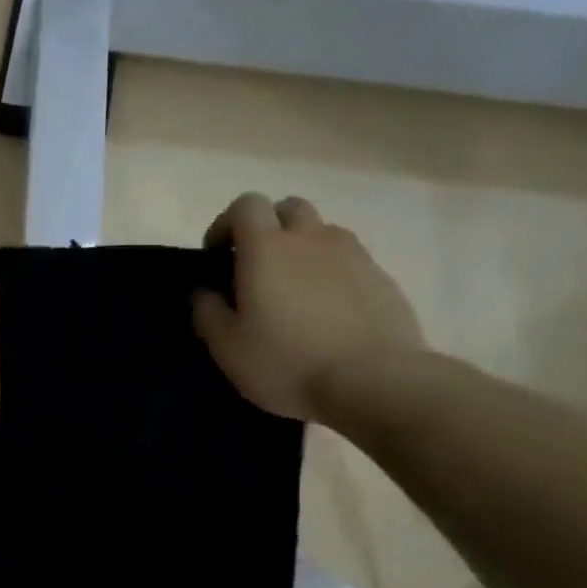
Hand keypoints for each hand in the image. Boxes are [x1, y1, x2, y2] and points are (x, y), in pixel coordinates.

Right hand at [193, 193, 423, 422]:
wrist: (374, 382)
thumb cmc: (287, 363)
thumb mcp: (228, 348)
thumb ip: (207, 312)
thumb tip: (204, 291)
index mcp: (267, 248)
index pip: (245, 205)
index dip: (226, 224)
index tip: (217, 255)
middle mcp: (311, 238)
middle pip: (288, 208)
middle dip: (267, 228)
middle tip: (256, 267)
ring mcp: (353, 255)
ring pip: (321, 232)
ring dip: (302, 249)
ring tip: (293, 291)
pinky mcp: (382, 277)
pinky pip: (348, 260)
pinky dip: (331, 273)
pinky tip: (326, 312)